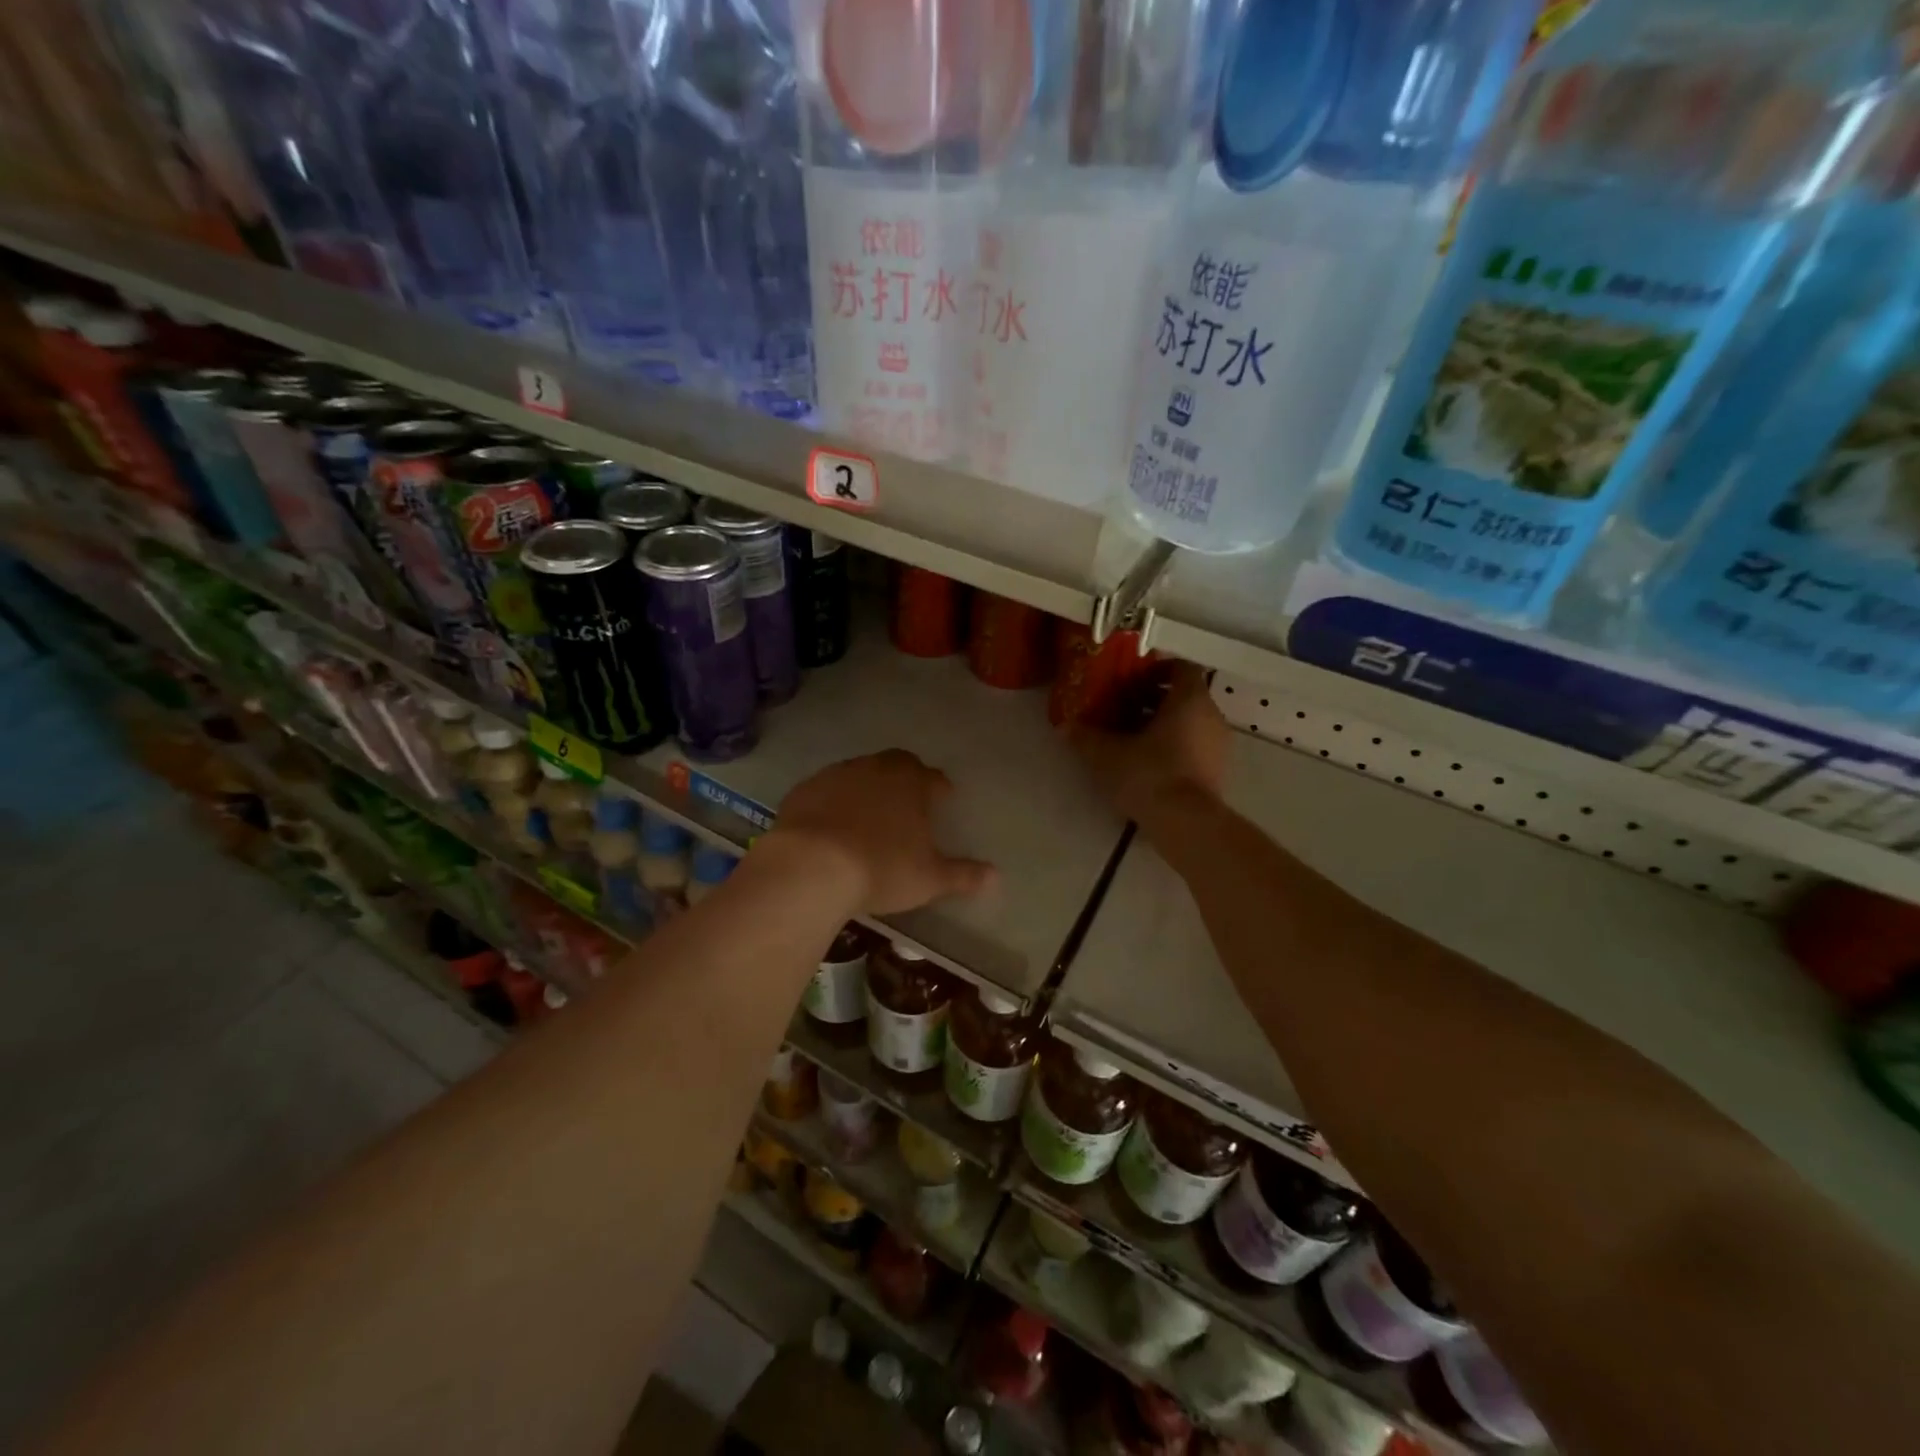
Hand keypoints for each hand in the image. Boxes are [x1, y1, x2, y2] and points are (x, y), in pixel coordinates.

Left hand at [771, 749, 996, 913]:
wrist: (811, 866)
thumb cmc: (881, 868)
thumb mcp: (929, 879)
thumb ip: (963, 875)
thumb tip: (996, 876)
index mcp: (912, 782)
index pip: (934, 778)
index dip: (940, 789)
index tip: (942, 800)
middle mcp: (876, 768)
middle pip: (897, 765)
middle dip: (905, 779)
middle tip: (907, 803)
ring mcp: (836, 775)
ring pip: (859, 773)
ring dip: (866, 788)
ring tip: (867, 816)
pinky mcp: (804, 789)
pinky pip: (826, 790)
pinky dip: (832, 802)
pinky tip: (830, 825)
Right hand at [1069, 661, 1228, 826]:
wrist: (1186, 823)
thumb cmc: (1150, 774)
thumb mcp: (1107, 754)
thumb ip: (1086, 737)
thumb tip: (1064, 727)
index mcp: (1189, 699)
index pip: (1181, 667)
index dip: (1157, 669)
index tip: (1131, 681)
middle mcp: (1211, 715)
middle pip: (1185, 695)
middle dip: (1154, 699)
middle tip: (1123, 709)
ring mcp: (1219, 745)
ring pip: (1190, 722)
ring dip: (1163, 725)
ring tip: (1131, 738)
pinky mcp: (1218, 771)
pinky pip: (1195, 745)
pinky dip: (1174, 746)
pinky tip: (1147, 763)